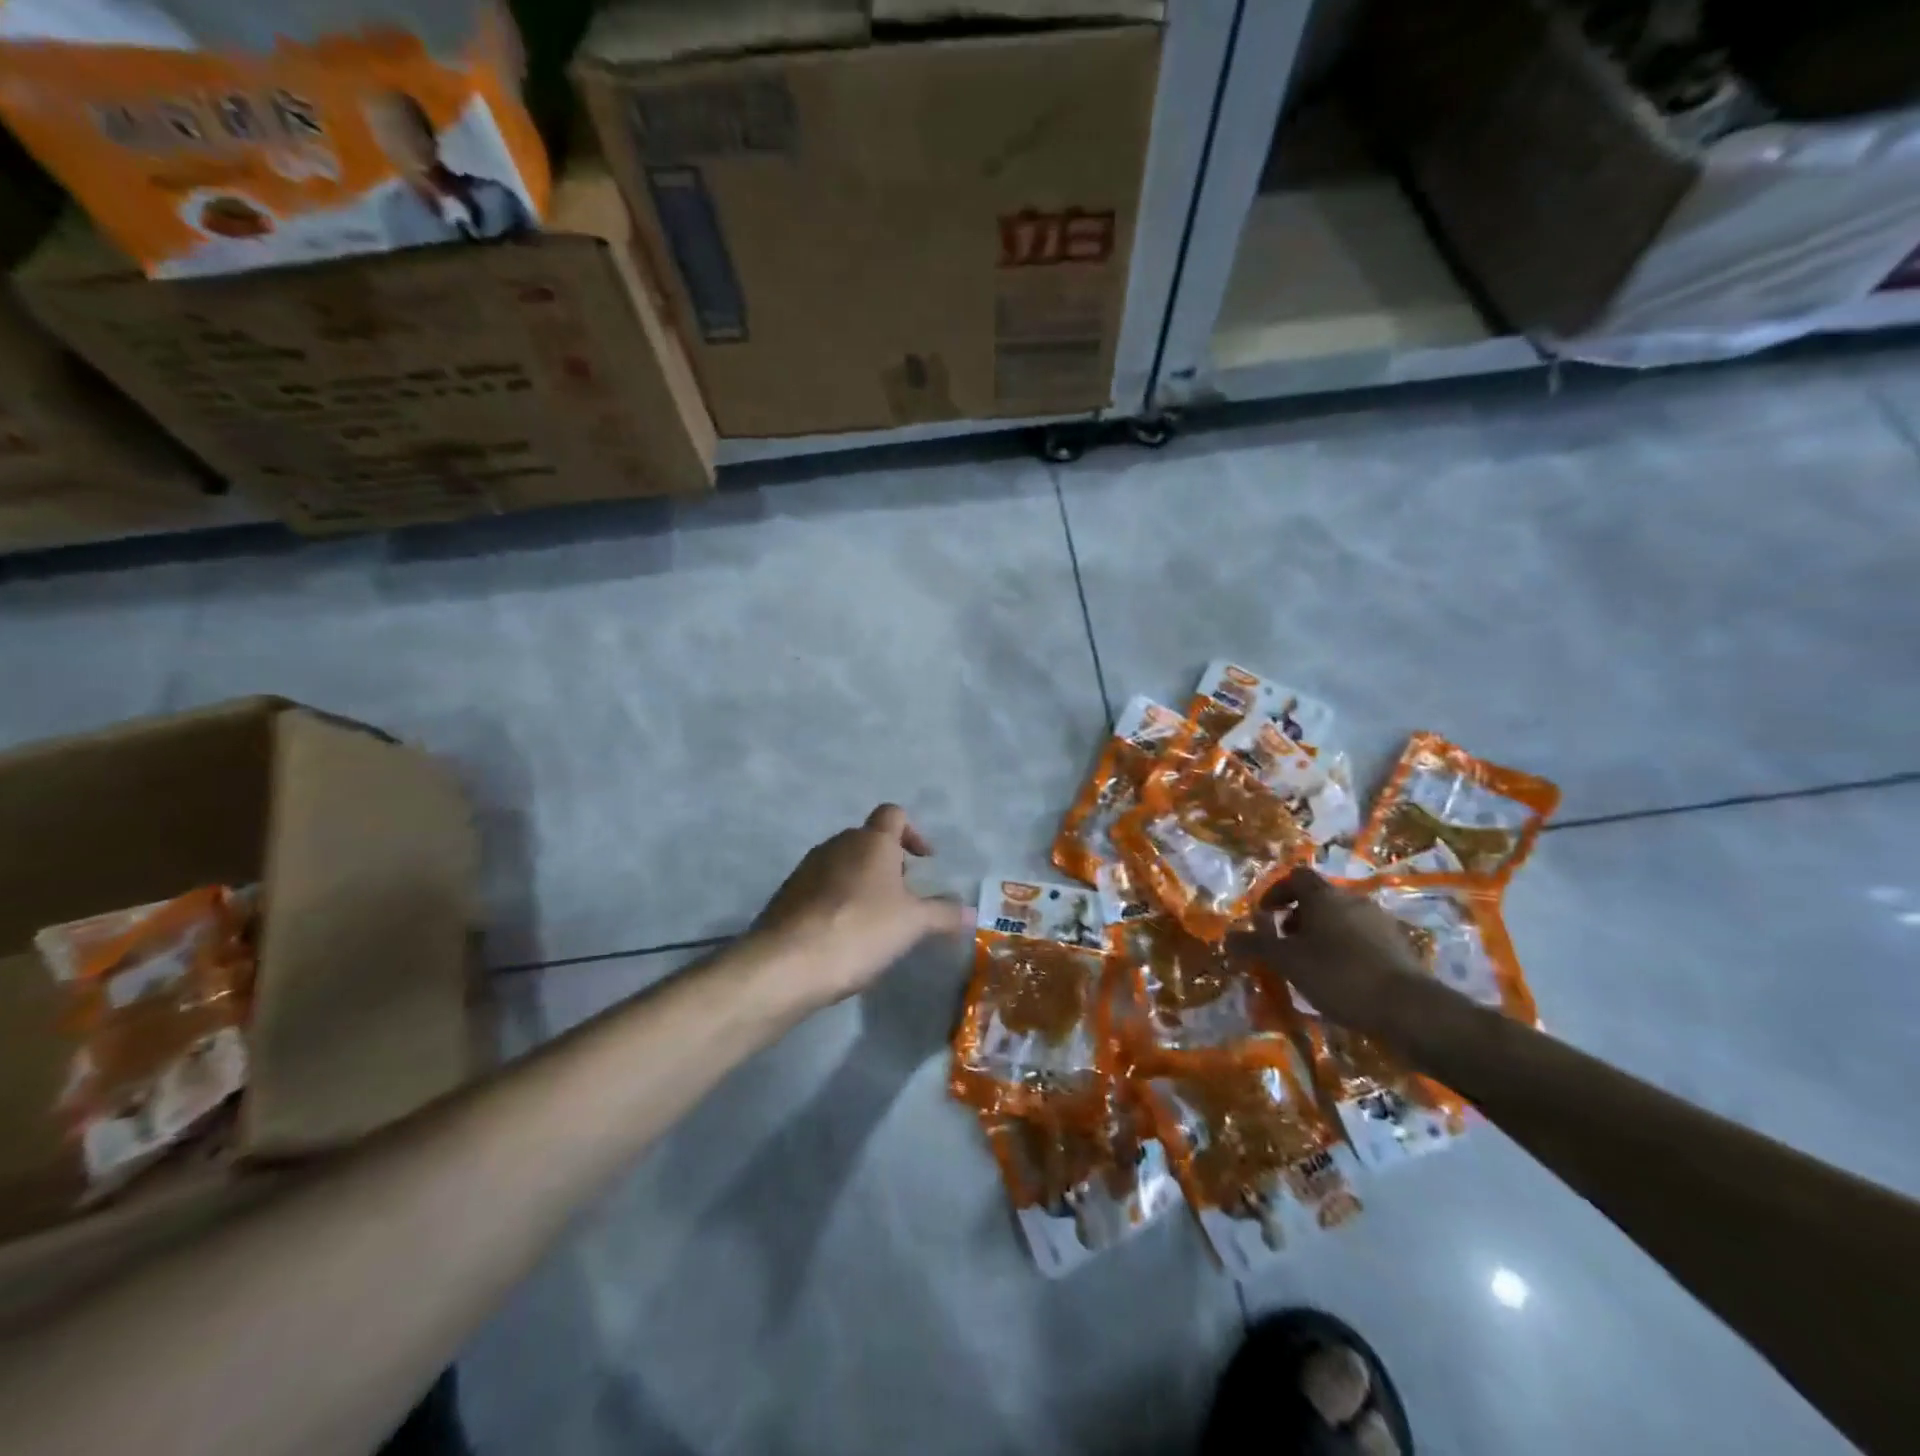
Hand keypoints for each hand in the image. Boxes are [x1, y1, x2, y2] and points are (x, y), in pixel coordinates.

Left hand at [748, 804, 970, 1009]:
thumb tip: (970, 912)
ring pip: (843, 865)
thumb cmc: (860, 929)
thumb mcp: (913, 924)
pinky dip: (837, 903)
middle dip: (888, 864)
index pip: (893, 814)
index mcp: (870, 841)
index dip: (913, 832)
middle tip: (904, 898)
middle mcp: (837, 844)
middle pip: (868, 841)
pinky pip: (820, 889)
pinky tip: (843, 937)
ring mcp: (807, 868)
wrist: (787, 963)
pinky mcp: (787, 895)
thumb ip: (943, 914)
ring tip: (875, 921)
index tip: (924, 860)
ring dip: (862, 884)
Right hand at [1229, 869, 1428, 1035]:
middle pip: (1318, 898)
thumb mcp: (1287, 962)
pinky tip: (1341, 979)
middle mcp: (1353, 900)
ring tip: (1311, 966)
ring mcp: (1380, 921)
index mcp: (1324, 896)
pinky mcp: (1398, 946)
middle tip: (1285, 945)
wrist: (1409, 1009)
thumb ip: (1256, 946)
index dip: (1275, 893)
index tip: (1265, 918)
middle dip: (1297, 917)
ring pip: (1341, 919)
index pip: (1295, 877)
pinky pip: (1361, 938)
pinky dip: (1345, 950)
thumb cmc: (1339, 976)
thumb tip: (1227, 936)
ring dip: (1321, 934)